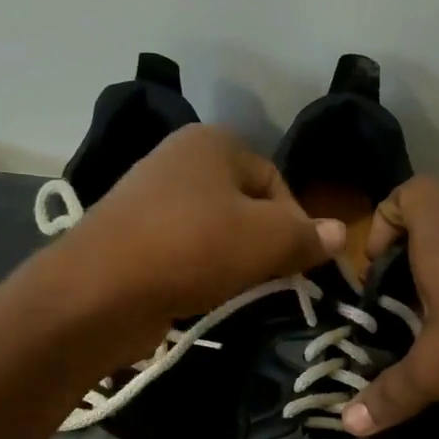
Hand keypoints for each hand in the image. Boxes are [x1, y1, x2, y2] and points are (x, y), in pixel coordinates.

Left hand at [52, 125, 341, 340]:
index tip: (301, 264)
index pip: (276, 180)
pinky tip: (203, 296)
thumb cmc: (193, 248)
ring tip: (238, 291)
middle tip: (273, 281)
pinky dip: (200, 273)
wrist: (99, 291)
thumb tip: (339, 233)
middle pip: (245, 205)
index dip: (297, 223)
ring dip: (234, 263)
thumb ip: (307, 235)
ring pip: (214, 231)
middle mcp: (178, 160)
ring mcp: (149, 199)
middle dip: (265, 244)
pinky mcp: (131, 238)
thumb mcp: (266, 239)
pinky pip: (184, 252)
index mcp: (212, 143)